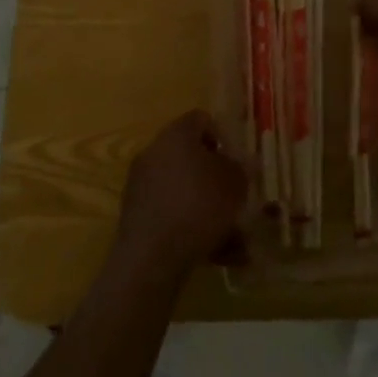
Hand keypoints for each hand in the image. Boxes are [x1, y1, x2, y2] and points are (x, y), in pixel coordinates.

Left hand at [111, 110, 248, 285]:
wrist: (152, 257)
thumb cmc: (200, 205)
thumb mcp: (235, 182)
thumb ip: (241, 168)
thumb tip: (241, 164)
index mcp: (176, 134)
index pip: (201, 119)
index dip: (223, 136)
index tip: (237, 161)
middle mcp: (154, 153)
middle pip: (191, 157)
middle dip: (216, 178)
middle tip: (236, 196)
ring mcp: (141, 186)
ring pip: (185, 192)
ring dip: (209, 210)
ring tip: (236, 239)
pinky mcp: (136, 217)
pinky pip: (172, 216)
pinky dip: (193, 230)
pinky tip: (219, 255)